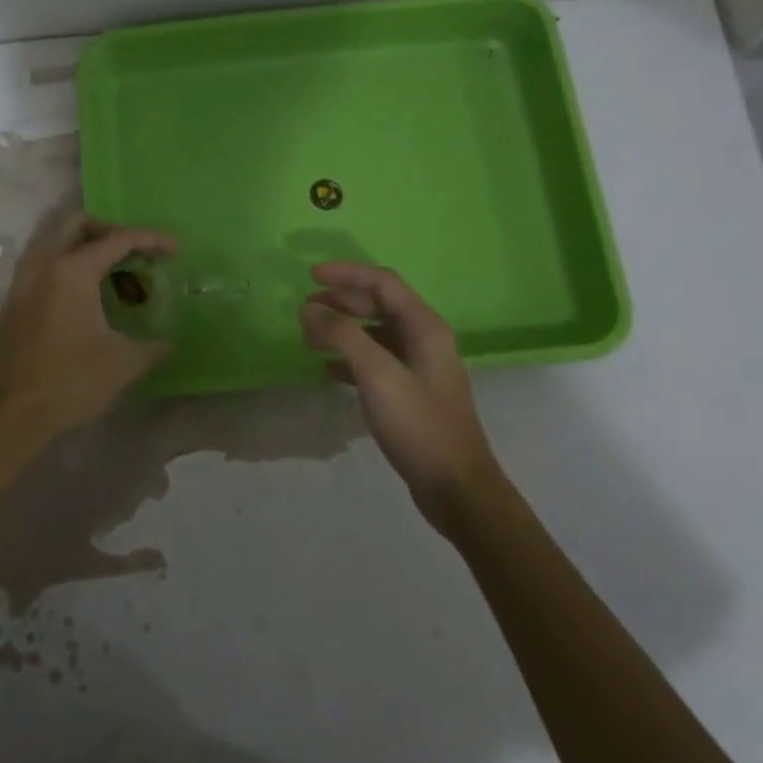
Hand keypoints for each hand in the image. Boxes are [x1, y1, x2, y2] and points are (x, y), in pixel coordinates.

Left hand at [0, 213, 176, 452]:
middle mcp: (43, 267)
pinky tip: (81, 294)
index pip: (117, 239)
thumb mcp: (122, 365)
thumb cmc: (70, 384)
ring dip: (82, 243)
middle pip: (76, 224)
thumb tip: (166, 344)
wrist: (10, 418)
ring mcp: (21, 283)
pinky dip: (63, 263)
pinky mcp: (11, 303)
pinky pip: (40, 264)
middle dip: (109, 229)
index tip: (174, 249)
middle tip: (133, 251)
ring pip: (51, 240)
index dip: (150, 239)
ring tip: (108, 268)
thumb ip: (150, 348)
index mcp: (72, 272)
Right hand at [300, 263, 499, 533]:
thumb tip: (310, 309)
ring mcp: (419, 367)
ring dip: (343, 328)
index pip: (382, 283)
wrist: (456, 487)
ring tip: (310, 336)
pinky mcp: (411, 392)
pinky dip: (350, 357)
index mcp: (425, 327)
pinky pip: (376, 360)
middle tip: (306, 309)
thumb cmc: (419, 425)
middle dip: (341, 301)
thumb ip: (343, 335)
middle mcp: (425, 339)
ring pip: (376, 333)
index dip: (346, 274)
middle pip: (379, 305)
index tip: (310, 275)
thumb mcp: (378, 375)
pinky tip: (328, 369)